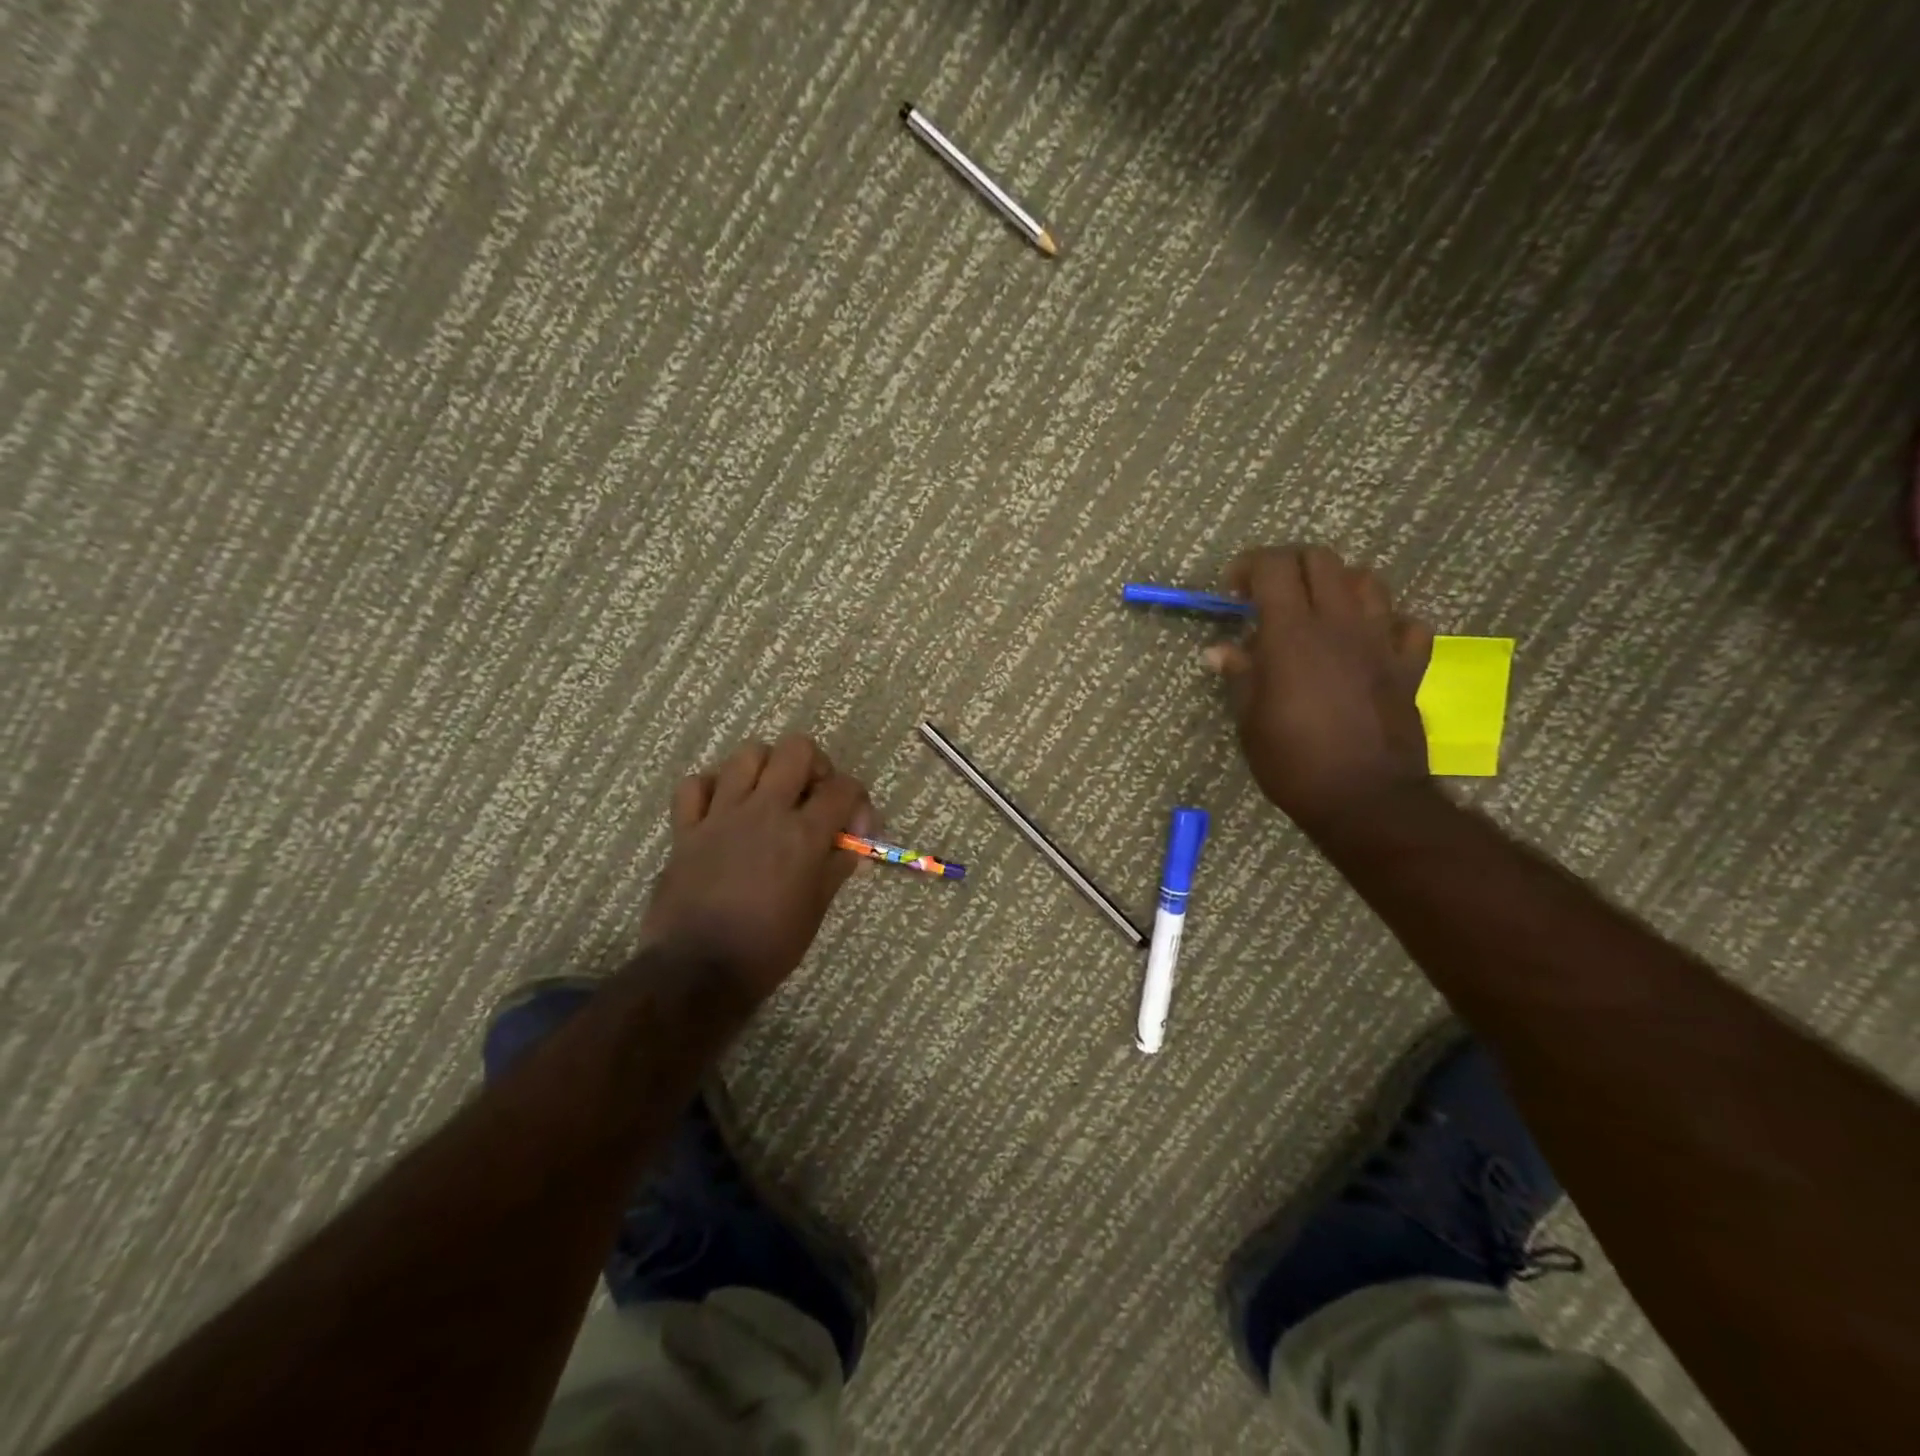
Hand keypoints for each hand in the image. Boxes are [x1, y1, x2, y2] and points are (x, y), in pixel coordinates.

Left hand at [640, 734, 875, 1000]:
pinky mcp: (686, 829)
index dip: (858, 801)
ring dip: (765, 768)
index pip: (844, 787)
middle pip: (796, 748)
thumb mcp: (815, 911)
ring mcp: (721, 815)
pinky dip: (710, 788)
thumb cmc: (768, 948)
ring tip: (769, 795)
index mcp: (803, 834)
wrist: (698, 972)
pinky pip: (694, 785)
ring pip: (746, 755)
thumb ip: (833, 869)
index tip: (854, 829)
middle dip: (814, 765)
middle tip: (812, 795)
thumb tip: (845, 848)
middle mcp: (765, 811)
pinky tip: (722, 807)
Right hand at [1203, 546, 1434, 832]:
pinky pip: (1406, 625)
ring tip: (1318, 613)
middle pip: (1321, 559)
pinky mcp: (1410, 666)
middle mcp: (1340, 624)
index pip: (1274, 567)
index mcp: (1292, 634)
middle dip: (1290, 565)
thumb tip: (1219, 651)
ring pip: (1367, 581)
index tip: (1232, 591)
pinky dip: (1385, 624)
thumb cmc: (1293, 762)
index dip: (1249, 566)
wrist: (1366, 799)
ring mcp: (1381, 642)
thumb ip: (1240, 675)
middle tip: (1270, 594)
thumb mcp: (1250, 720)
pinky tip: (1367, 644)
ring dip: (1337, 585)